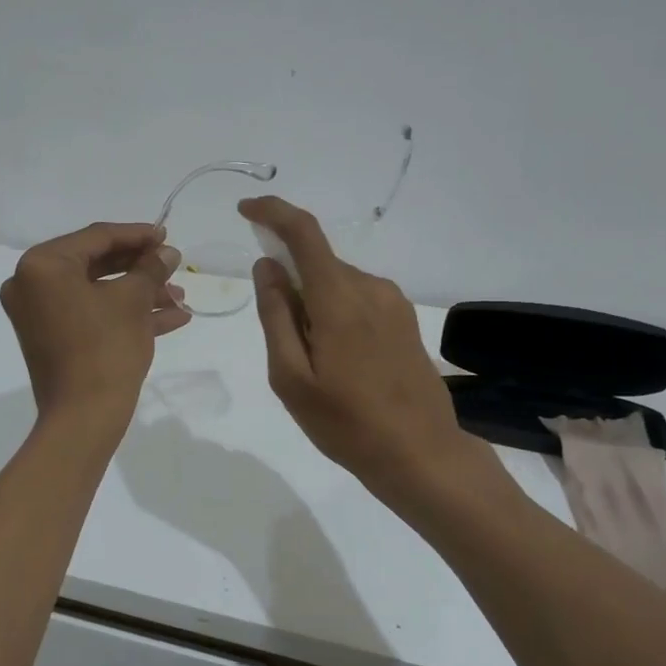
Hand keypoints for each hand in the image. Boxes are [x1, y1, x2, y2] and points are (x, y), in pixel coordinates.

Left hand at [0, 222, 188, 440]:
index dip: (137, 235)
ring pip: (97, 292)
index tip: (167, 235)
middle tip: (173, 265)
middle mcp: (31, 285)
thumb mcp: (133, 301)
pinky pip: (91, 315)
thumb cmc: (105, 349)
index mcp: (42, 266)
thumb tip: (167, 252)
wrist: (84, 419)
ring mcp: (39, 315)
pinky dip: (124, 314)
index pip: (96, 237)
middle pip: (95, 264)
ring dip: (139, 293)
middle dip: (140, 268)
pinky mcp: (52, 339)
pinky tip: (171, 318)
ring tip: (179, 296)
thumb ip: (150, 268)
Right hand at [239, 196, 482, 498]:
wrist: (421, 454)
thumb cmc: (346, 423)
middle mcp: (370, 287)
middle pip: (317, 263)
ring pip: (336, 282)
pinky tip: (339, 362)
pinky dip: (334, 313)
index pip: (303, 233)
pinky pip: (356, 298)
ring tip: (315, 365)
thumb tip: (266, 265)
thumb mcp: (291, 377)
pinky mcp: (404, 318)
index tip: (245, 211)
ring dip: (313, 303)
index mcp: (339, 299)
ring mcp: (393, 302)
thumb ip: (275, 316)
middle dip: (289, 284)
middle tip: (284, 345)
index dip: (272, 213)